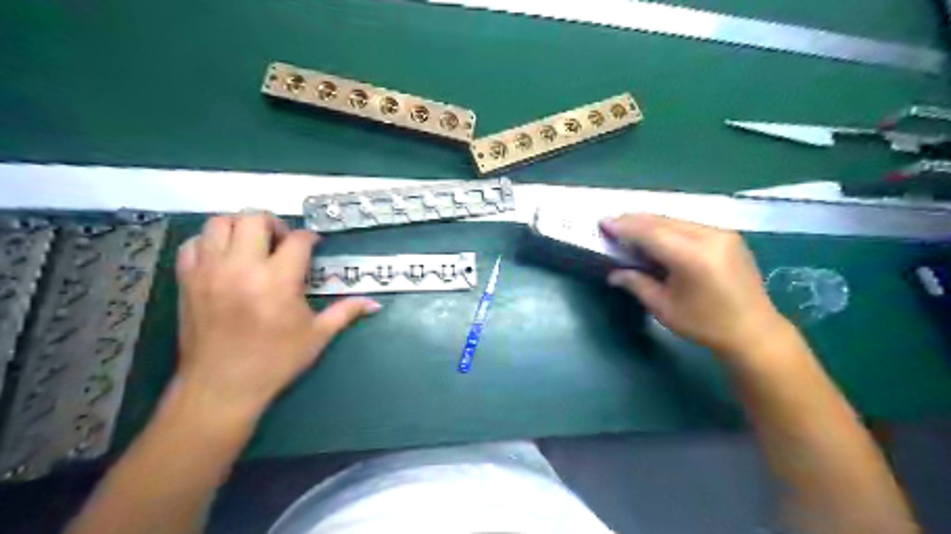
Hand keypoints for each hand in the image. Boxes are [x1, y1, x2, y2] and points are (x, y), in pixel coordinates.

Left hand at [173, 211, 380, 416]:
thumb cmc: (275, 362)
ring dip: (241, 227)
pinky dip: (210, 242)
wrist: (221, 387)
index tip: (315, 246)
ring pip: (220, 223)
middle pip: (254, 218)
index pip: (298, 240)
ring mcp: (209, 272)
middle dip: (275, 223)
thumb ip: (346, 312)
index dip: (310, 239)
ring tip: (253, 246)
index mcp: (277, 281)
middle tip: (283, 243)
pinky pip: (194, 243)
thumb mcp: (317, 336)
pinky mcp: (187, 280)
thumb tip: (375, 304)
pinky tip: (225, 258)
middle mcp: (241, 268)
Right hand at [604, 213, 791, 357]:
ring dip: (650, 223)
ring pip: (676, 220)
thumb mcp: (664, 307)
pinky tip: (656, 235)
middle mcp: (708, 236)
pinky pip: (690, 224)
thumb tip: (613, 273)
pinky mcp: (728, 236)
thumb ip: (637, 284)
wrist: (754, 331)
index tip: (603, 223)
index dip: (624, 226)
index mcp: (692, 256)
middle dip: (634, 220)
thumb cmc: (705, 324)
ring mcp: (722, 233)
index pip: (650, 232)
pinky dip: (668, 227)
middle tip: (612, 223)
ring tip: (629, 228)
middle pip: (662, 221)